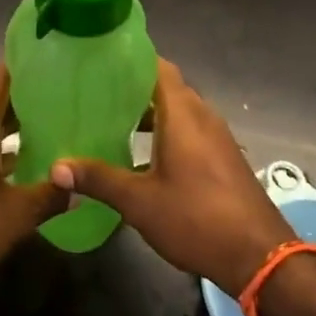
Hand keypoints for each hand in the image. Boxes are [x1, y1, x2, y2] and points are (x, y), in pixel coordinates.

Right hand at [50, 59, 293, 292]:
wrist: (259, 256)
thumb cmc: (196, 219)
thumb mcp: (139, 202)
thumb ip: (99, 179)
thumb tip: (56, 167)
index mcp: (183, 114)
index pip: (158, 66)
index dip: (131, 59)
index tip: (100, 60)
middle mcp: (202, 116)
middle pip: (167, 88)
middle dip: (134, 87)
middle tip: (96, 92)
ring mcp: (217, 137)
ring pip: (179, 111)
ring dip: (150, 113)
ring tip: (112, 121)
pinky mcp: (223, 158)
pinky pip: (190, 131)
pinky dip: (166, 132)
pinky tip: (142, 155)